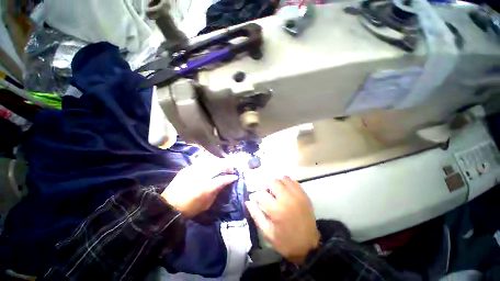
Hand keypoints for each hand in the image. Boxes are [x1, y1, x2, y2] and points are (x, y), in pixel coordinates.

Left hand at [161, 159, 237, 217]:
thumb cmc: (189, 208)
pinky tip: (211, 166)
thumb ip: (217, 190)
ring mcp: (193, 170)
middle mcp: (200, 175)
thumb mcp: (206, 204)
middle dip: (227, 165)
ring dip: (219, 162)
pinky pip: (202, 162)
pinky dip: (210, 163)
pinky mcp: (187, 168)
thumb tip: (226, 181)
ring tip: (222, 166)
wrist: (168, 206)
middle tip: (231, 169)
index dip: (230, 177)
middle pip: (218, 165)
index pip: (222, 178)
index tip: (235, 176)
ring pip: (211, 161)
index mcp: (206, 187)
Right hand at [246, 176, 319, 264]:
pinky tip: (286, 192)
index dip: (255, 196)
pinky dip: (287, 184)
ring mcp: (297, 195)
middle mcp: (287, 199)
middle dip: (266, 187)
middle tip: (267, 196)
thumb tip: (248, 201)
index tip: (256, 200)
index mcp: (277, 210)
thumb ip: (256, 215)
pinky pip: (293, 181)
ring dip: (277, 184)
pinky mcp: (304, 195)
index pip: (261, 194)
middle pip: (272, 181)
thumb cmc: (286, 241)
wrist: (309, 246)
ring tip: (277, 193)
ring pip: (283, 179)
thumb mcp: (267, 232)